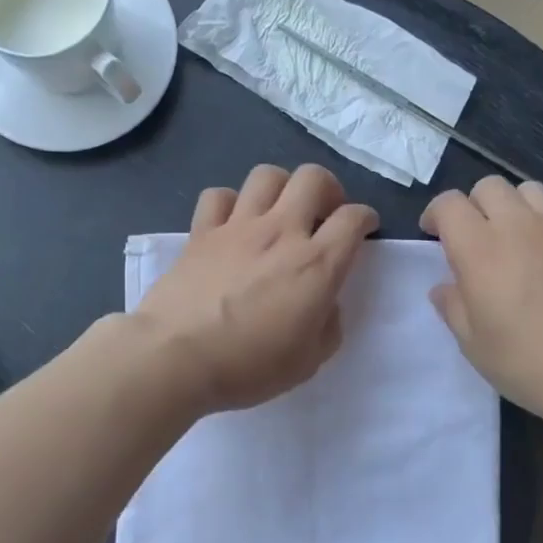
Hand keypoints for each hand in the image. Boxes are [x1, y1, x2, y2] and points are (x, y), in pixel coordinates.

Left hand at [135, 164, 378, 412]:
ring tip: (280, 211)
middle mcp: (281, 232)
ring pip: (266, 176)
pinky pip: (218, 195)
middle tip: (324, 213)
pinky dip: (231, 202)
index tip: (364, 229)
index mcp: (316, 264)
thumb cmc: (248, 366)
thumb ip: (327, 326)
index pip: (353, 219)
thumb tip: (324, 304)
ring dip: (282, 187)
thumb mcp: (308, 361)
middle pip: (313, 178)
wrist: (176, 357)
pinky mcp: (201, 232)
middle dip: (328, 189)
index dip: (366, 218)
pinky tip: (232, 223)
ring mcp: (237, 227)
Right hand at [420, 176, 542, 423]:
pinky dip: (539, 228)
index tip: (433, 237)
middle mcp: (518, 228)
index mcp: (480, 250)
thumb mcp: (473, 343)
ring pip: (527, 191)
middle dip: (472, 205)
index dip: (435, 215)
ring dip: (510, 206)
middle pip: (489, 186)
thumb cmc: (526, 362)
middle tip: (471, 239)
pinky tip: (542, 264)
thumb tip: (445, 287)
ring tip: (509, 239)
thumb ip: (453, 306)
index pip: (449, 204)